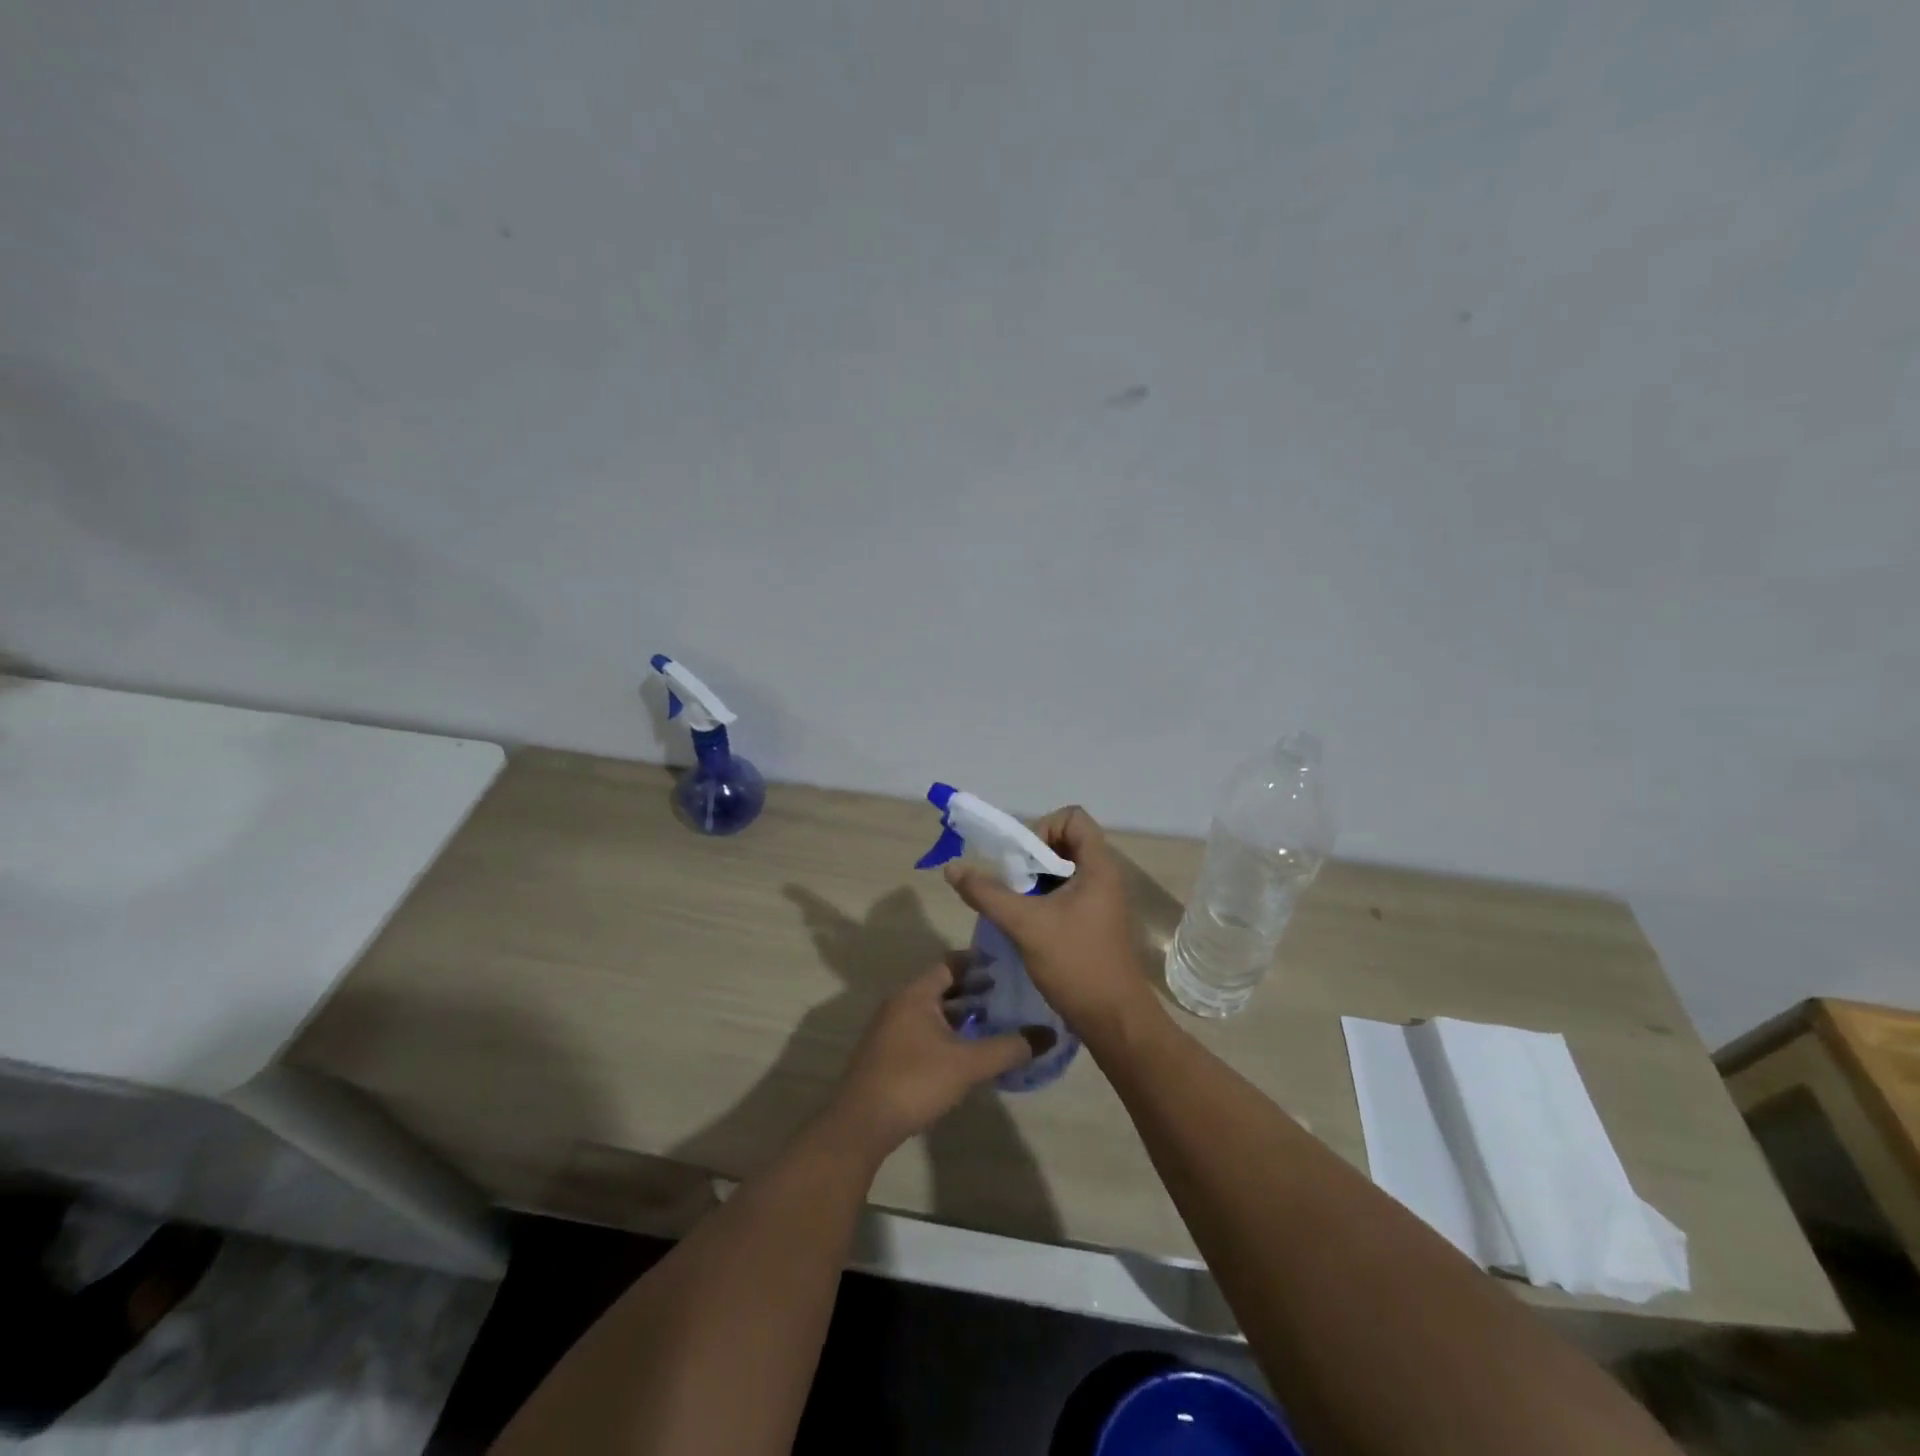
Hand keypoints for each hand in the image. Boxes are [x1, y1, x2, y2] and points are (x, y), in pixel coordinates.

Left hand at [826, 959, 1051, 1157]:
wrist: (861, 1125)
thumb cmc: (914, 1081)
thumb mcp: (968, 1064)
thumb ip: (1008, 1048)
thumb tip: (1048, 1035)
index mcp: (916, 995)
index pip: (950, 963)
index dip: (977, 962)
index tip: (1005, 964)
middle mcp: (900, 1004)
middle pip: (941, 987)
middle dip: (973, 989)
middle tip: (1007, 994)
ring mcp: (890, 1030)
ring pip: (932, 1011)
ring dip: (960, 1014)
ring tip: (993, 1021)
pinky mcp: (888, 1054)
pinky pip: (923, 1031)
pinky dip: (947, 1032)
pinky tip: (967, 1052)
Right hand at [943, 805, 1161, 1041]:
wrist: (1114, 1021)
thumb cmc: (1076, 964)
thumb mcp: (1025, 925)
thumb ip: (988, 893)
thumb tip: (952, 868)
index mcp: (1099, 866)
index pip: (1073, 817)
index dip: (1043, 828)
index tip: (1024, 861)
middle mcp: (1105, 876)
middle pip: (1065, 842)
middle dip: (1032, 858)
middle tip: (1012, 885)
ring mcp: (1102, 901)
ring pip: (1063, 871)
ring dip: (1035, 882)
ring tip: (1016, 908)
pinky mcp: (1096, 922)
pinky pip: (1067, 894)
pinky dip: (1044, 900)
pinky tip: (1027, 926)